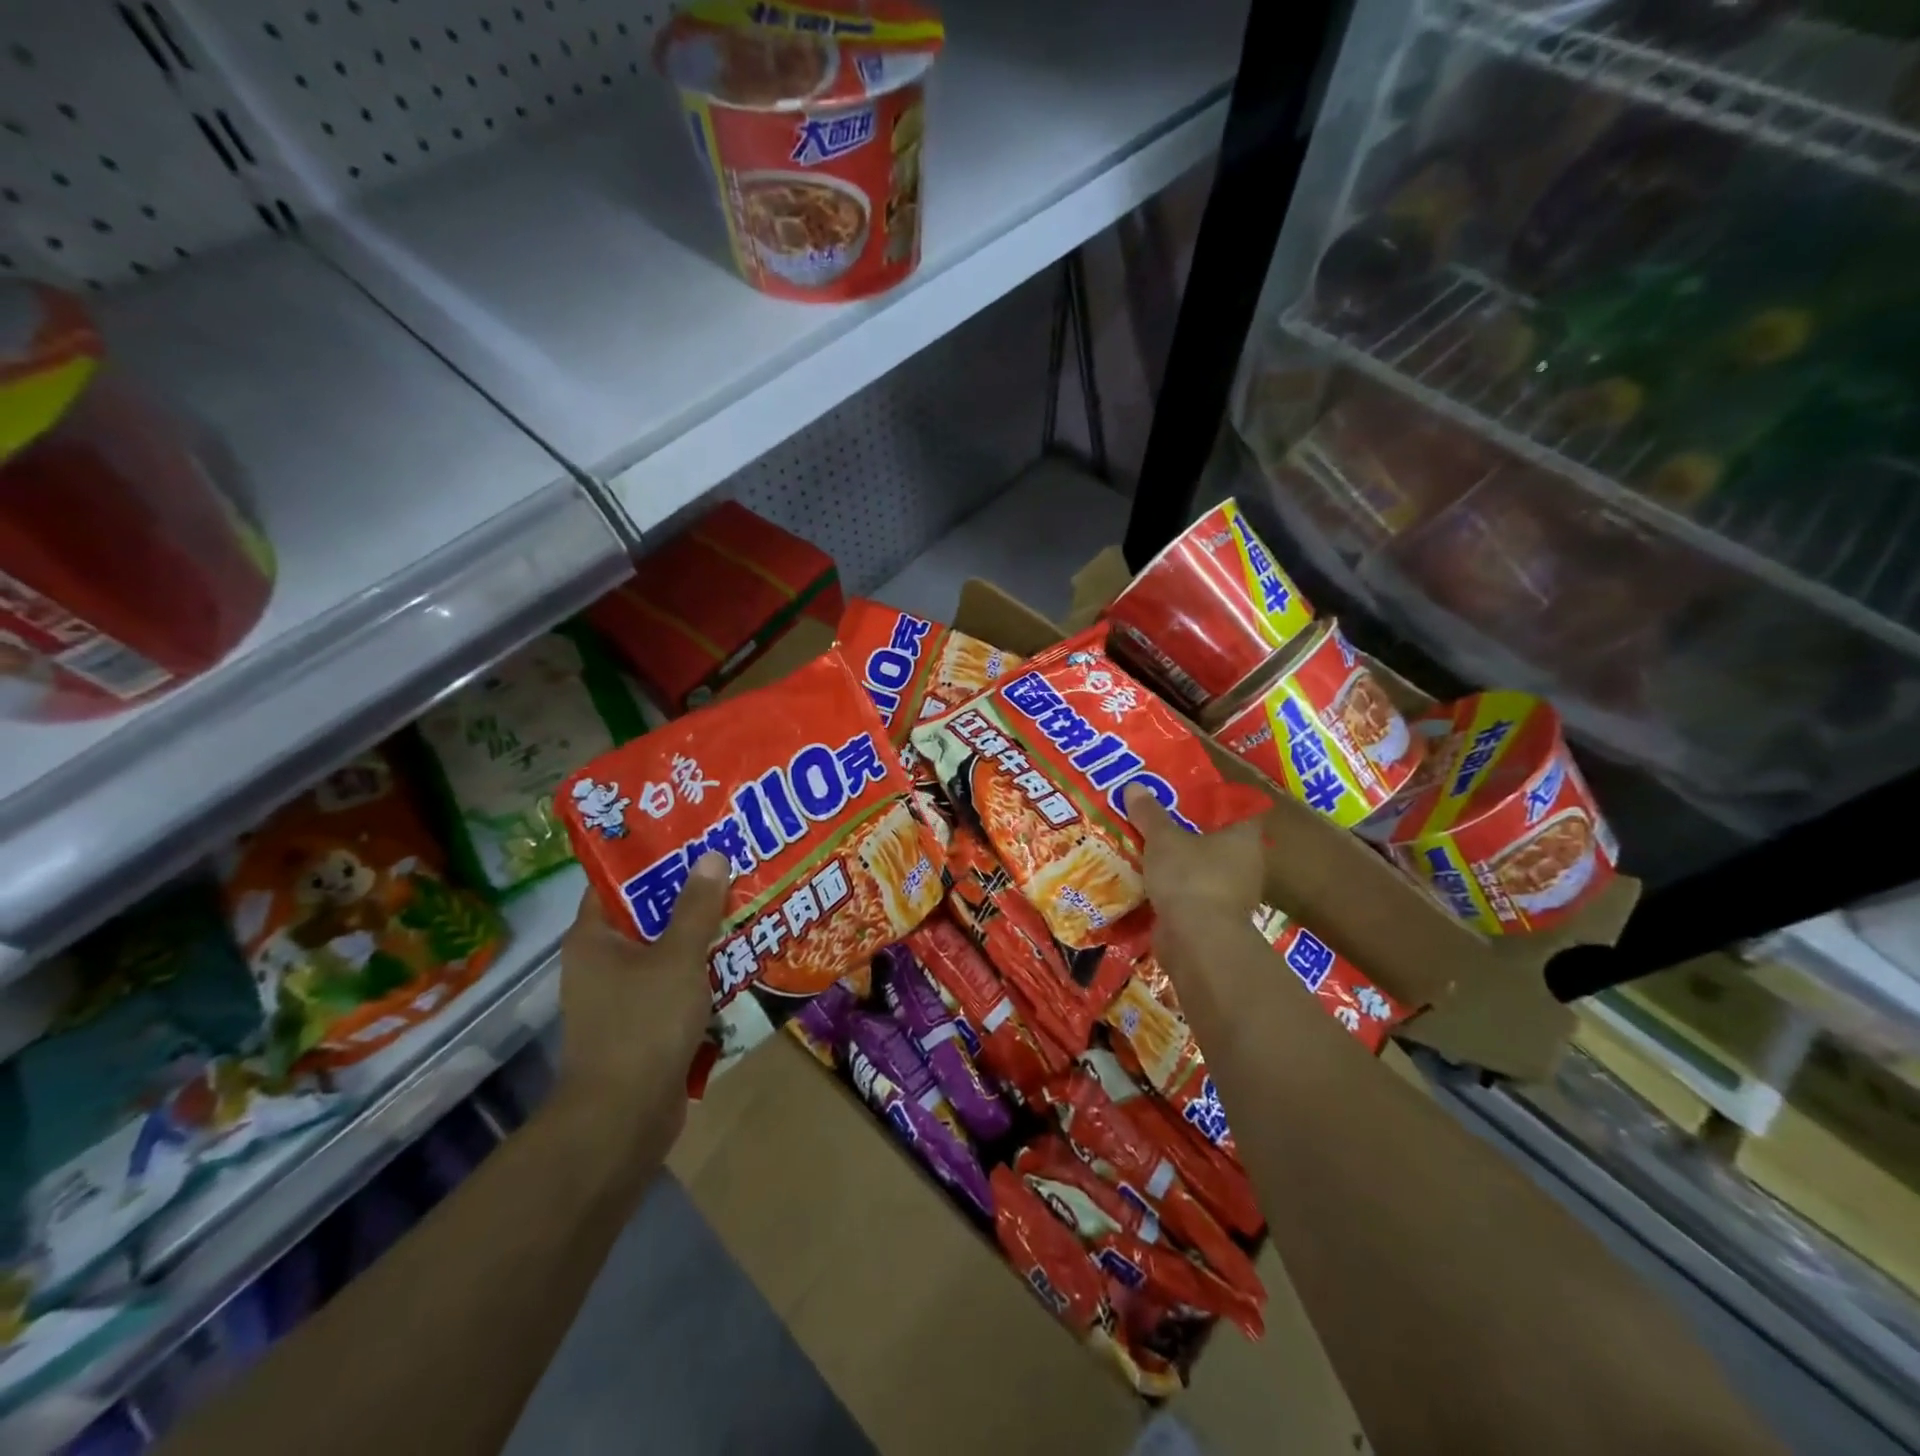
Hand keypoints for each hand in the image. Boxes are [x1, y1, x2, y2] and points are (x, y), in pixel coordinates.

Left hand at [555, 853, 728, 1170]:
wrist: (623, 1119)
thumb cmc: (642, 1026)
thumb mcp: (677, 958)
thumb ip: (697, 908)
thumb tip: (712, 856)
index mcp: (594, 937)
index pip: (617, 881)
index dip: (653, 856)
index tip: (694, 837)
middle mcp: (602, 961)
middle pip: (649, 914)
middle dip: (691, 894)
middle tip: (733, 866)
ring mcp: (622, 995)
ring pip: (667, 950)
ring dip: (702, 934)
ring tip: (747, 904)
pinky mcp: (644, 1023)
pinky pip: (677, 983)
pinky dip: (703, 971)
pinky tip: (741, 957)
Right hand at [1123, 784, 1264, 939]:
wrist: (1198, 943)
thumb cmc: (1191, 878)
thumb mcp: (1164, 839)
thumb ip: (1149, 814)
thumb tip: (1133, 785)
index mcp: (1244, 838)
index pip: (1239, 809)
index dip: (1216, 799)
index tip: (1189, 792)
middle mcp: (1245, 864)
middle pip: (1216, 839)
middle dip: (1188, 830)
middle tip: (1159, 816)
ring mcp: (1231, 895)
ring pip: (1201, 868)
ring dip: (1178, 862)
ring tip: (1147, 846)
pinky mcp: (1212, 919)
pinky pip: (1190, 894)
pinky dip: (1172, 888)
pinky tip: (1146, 880)